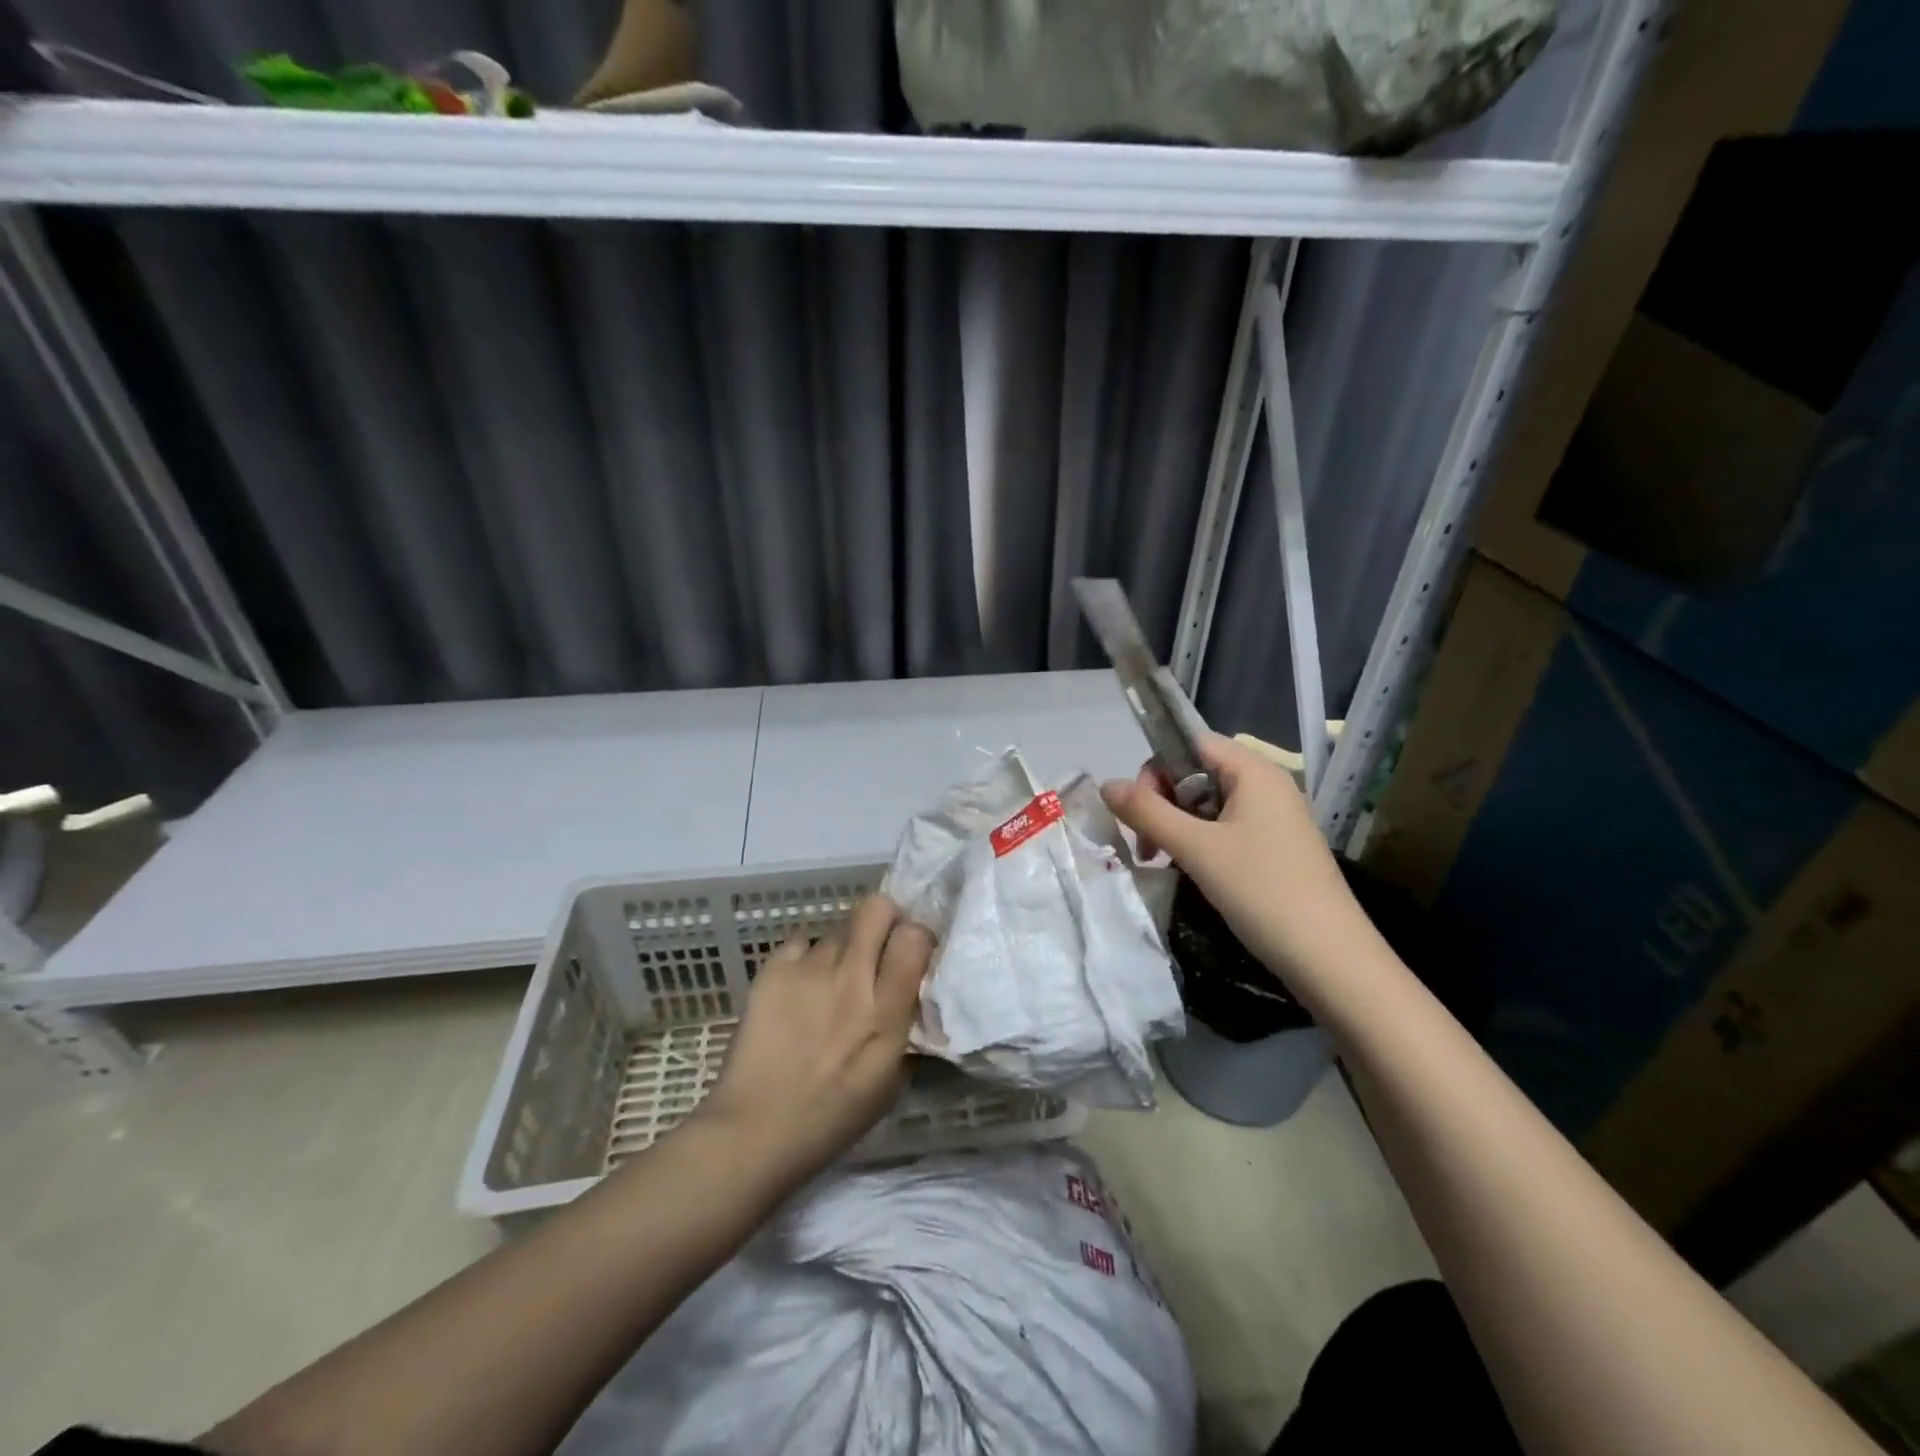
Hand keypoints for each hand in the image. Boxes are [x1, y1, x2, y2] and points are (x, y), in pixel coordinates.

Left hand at [694, 894, 932, 1186]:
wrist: (755, 1128)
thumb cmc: (832, 1117)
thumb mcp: (890, 1080)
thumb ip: (904, 1026)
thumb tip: (911, 993)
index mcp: (885, 1010)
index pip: (915, 936)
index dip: (916, 938)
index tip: (910, 955)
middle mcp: (851, 977)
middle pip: (877, 908)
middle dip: (884, 919)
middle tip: (878, 948)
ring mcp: (809, 968)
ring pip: (838, 927)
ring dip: (843, 947)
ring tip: (830, 980)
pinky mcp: (773, 969)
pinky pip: (800, 941)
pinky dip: (805, 958)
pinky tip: (800, 987)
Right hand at [1100, 733, 1372, 1001]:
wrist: (1330, 959)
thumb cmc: (1262, 891)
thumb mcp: (1196, 849)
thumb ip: (1147, 812)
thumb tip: (1105, 784)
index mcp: (1254, 771)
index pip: (1191, 743)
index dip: (1157, 769)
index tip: (1140, 811)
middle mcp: (1267, 785)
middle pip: (1197, 772)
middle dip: (1163, 802)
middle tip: (1149, 845)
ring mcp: (1275, 818)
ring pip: (1209, 804)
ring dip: (1178, 826)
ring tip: (1165, 861)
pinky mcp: (1277, 847)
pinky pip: (1227, 828)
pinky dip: (1201, 842)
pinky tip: (1194, 871)